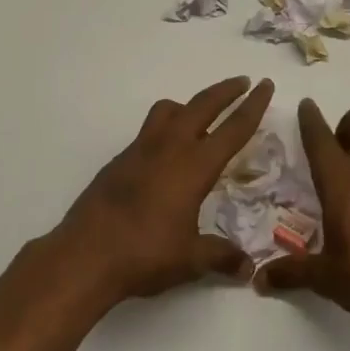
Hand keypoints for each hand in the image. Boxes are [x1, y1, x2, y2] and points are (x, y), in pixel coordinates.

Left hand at [45, 76, 275, 309]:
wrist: (84, 255)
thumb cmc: (144, 254)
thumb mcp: (190, 259)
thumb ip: (221, 257)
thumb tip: (247, 268)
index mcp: (194, 167)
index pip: (232, 130)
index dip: (253, 106)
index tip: (265, 85)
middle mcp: (168, 149)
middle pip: (201, 106)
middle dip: (225, 91)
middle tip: (242, 81)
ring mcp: (139, 152)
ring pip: (167, 111)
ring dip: (188, 105)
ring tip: (199, 115)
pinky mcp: (118, 162)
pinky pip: (147, 132)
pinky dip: (163, 130)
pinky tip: (165, 156)